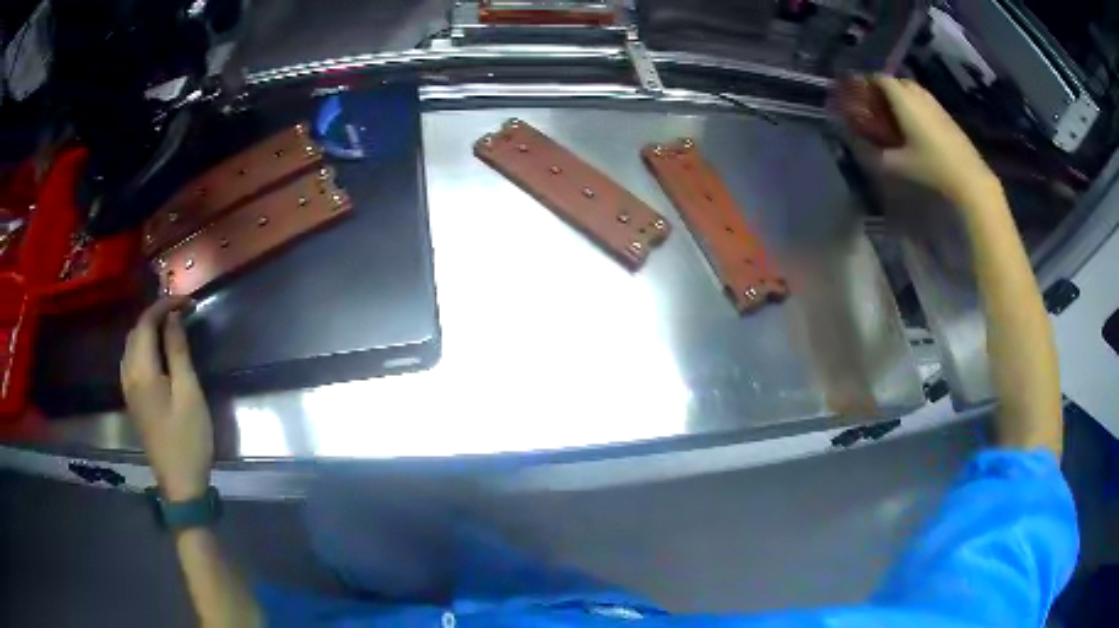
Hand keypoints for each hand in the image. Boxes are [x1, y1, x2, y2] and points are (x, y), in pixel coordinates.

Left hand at [121, 297, 213, 500]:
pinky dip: (142, 346)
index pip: (146, 323)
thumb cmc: (188, 438)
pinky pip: (130, 360)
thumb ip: (178, 352)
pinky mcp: (132, 401)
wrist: (179, 482)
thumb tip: (174, 317)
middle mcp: (129, 375)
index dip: (164, 305)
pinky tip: (156, 352)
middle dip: (155, 314)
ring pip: (130, 345)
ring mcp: (128, 389)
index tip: (187, 301)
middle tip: (181, 312)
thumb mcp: (189, 393)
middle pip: (135, 332)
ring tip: (170, 327)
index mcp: (142, 372)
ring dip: (147, 329)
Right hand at [874, 76, 1001, 206]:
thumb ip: (880, 156)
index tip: (860, 94)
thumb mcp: (901, 165)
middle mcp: (918, 95)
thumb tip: (867, 151)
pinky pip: (924, 102)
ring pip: (913, 90)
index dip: (868, 82)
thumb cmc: (932, 166)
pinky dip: (916, 107)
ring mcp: (934, 103)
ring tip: (896, 116)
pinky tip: (915, 126)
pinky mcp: (945, 115)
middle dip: (885, 89)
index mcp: (903, 100)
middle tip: (878, 106)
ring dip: (902, 97)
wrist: (969, 177)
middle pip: (897, 81)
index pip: (881, 78)